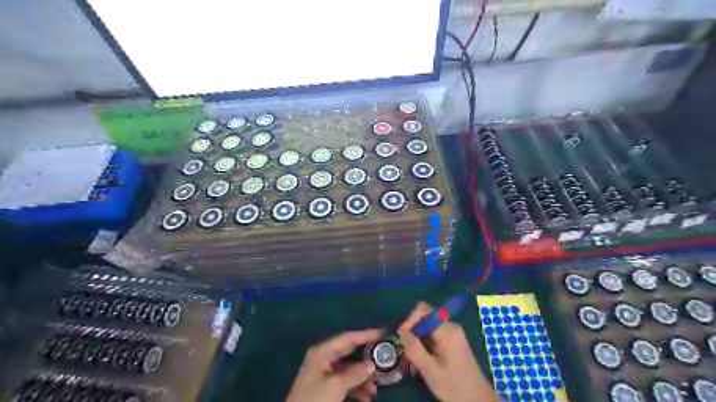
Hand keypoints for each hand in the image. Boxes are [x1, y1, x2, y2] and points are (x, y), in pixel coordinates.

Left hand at [286, 328, 383, 401]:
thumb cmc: (314, 400)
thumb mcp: (336, 386)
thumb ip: (355, 374)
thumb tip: (372, 364)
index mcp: (323, 352)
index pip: (348, 338)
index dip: (366, 334)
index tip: (383, 332)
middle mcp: (323, 357)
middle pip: (349, 352)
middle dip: (366, 358)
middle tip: (384, 357)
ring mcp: (323, 372)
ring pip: (348, 369)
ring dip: (362, 378)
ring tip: (375, 389)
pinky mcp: (324, 386)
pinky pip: (344, 381)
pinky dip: (355, 387)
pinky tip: (366, 397)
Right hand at [395, 302, 498, 401]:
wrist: (479, 401)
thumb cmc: (455, 387)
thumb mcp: (430, 370)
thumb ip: (414, 348)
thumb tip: (401, 331)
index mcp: (447, 330)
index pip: (423, 310)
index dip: (409, 320)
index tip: (402, 338)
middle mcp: (451, 327)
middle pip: (424, 320)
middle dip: (413, 335)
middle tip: (407, 355)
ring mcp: (453, 334)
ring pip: (427, 329)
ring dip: (417, 343)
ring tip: (413, 363)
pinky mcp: (453, 342)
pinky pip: (433, 337)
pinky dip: (425, 347)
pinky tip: (422, 364)